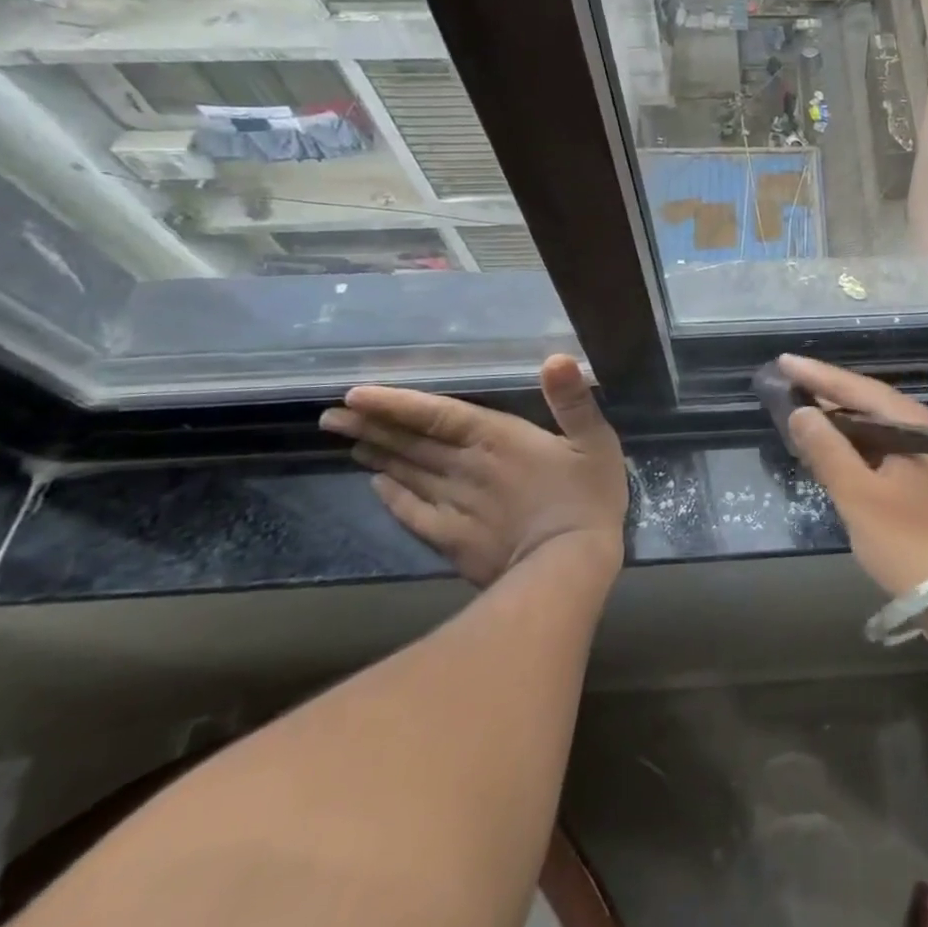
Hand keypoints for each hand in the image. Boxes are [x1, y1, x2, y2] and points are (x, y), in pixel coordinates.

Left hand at [319, 354, 627, 586]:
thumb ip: (574, 400)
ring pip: (407, 474)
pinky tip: (378, 486)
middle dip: (371, 426)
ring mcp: (454, 506)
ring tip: (349, 440)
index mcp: (498, 439)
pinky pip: (413, 513)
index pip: (437, 414)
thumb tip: (556, 358)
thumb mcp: (595, 441)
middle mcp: (466, 468)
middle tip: (331, 415)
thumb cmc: (587, 497)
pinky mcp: (452, 539)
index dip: (396, 404)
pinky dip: (392, 497)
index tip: (354, 394)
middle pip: (411, 443)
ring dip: (377, 456)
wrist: (567, 568)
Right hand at [778, 354, 927, 599]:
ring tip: (800, 412)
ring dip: (838, 421)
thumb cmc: (910, 541)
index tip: (783, 361)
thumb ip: (828, 450)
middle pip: (867, 403)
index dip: (818, 375)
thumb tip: (800, 411)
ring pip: (873, 428)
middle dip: (826, 394)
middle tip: (787, 384)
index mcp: (913, 424)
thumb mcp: (860, 496)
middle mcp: (923, 431)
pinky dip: (852, 447)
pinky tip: (831, 452)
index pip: (857, 388)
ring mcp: (926, 458)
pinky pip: (880, 450)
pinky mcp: (922, 484)